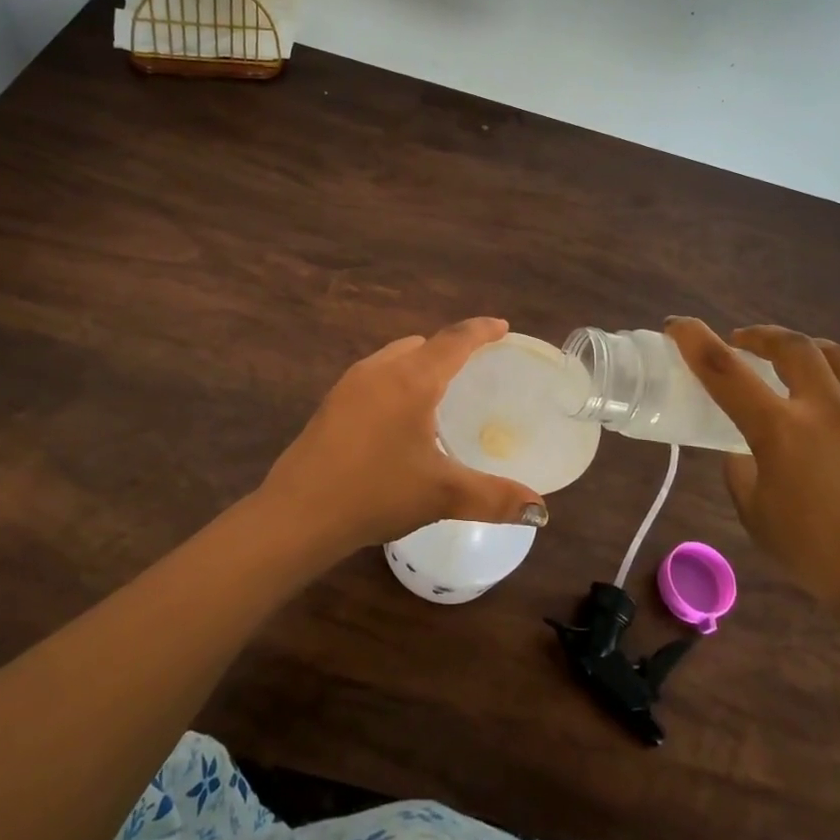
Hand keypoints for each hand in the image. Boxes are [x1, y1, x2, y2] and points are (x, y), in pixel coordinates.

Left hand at [255, 318, 548, 556]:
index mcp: (412, 380)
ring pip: (394, 357)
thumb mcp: (442, 495)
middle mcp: (380, 370)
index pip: (454, 340)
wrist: (299, 513)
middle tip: (475, 366)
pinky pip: (375, 375)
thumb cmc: (377, 492)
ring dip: (420, 363)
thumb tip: (540, 510)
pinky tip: (400, 416)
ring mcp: (350, 384)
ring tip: (439, 390)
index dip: (481, 330)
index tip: (502, 326)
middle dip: (450, 348)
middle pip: (423, 344)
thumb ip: (495, 498)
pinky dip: (397, 380)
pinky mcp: (332, 403)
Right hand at [666, 318, 839, 627]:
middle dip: (760, 335)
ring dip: (805, 346)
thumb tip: (741, 447)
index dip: (694, 340)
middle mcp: (825, 409)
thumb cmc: (816, 554)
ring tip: (794, 356)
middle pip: (789, 345)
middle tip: (744, 342)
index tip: (677, 324)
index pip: (724, 371)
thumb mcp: (754, 514)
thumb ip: (740, 470)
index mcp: (780, 431)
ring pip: (835, 353)